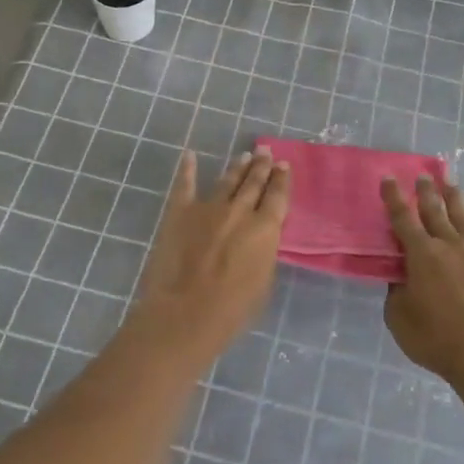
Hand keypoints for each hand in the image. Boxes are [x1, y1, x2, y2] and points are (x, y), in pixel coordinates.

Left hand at [129, 148, 290, 360]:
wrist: (186, 312)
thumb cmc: (232, 309)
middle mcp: (240, 210)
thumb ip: (264, 252)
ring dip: (237, 167)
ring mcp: (208, 207)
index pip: (277, 196)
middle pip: (254, 182)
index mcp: (265, 228)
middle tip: (265, 151)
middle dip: (261, 166)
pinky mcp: (180, 212)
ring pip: (227, 180)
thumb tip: (260, 238)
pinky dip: (188, 169)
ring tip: (245, 155)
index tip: (283, 165)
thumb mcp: (264, 281)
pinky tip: (190, 156)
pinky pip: (185, 185)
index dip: (281, 179)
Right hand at [382, 175, 463, 384]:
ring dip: (457, 199)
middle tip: (424, 175)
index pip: (403, 218)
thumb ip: (397, 292)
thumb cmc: (437, 339)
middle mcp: (451, 245)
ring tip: (452, 185)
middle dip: (427, 191)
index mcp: (422, 254)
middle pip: (436, 210)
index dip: (393, 197)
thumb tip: (401, 277)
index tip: (389, 178)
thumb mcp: (399, 318)